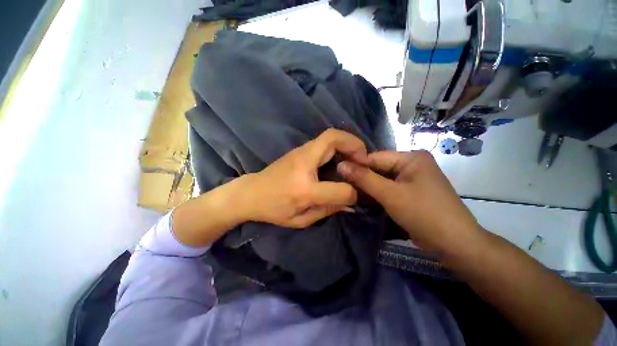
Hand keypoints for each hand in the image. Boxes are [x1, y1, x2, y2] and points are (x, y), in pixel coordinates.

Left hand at [241, 129, 368, 227]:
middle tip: (364, 159)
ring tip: (356, 157)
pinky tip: (341, 157)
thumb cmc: (273, 209)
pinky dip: (338, 145)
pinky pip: (324, 140)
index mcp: (304, 189)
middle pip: (333, 139)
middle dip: (355, 145)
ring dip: (348, 143)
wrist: (250, 193)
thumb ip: (327, 210)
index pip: (339, 189)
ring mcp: (300, 152)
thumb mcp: (300, 219)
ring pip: (330, 135)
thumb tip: (349, 203)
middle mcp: (303, 163)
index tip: (355, 195)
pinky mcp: (299, 149)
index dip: (352, 193)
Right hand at [337, 150, 481, 251]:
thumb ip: (364, 178)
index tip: (337, 173)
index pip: (375, 157)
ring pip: (382, 180)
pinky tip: (363, 199)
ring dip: (368, 188)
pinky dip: (376, 194)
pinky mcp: (410, 193)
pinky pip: (388, 189)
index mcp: (411, 157)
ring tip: (349, 192)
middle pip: (379, 169)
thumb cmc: (424, 214)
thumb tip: (340, 165)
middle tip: (342, 185)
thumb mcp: (390, 194)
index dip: (356, 165)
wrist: (455, 245)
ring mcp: (411, 179)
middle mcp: (412, 165)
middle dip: (362, 178)